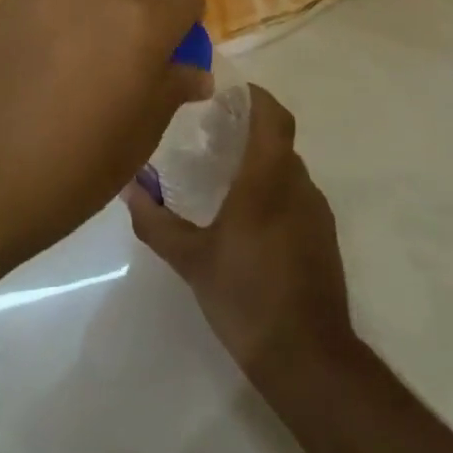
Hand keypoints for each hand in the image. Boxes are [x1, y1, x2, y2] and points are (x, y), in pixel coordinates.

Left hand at [0, 0, 209, 260]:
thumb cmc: (70, 170)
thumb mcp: (138, 138)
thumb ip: (170, 89)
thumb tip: (193, 69)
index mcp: (138, 19)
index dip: (187, 25)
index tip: (175, 56)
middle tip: (137, 38)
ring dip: (100, 2)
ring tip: (84, 55)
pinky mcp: (3, 6)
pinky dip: (58, 17)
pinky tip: (40, 64)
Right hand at [124, 86, 354, 381]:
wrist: (309, 359)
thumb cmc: (246, 297)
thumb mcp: (191, 259)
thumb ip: (156, 221)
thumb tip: (128, 187)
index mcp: (269, 179)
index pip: (272, 116)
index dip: (254, 96)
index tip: (227, 93)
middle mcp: (298, 186)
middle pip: (278, 140)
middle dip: (248, 130)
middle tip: (210, 135)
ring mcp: (316, 213)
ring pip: (288, 169)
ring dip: (261, 162)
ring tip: (223, 176)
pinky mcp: (323, 239)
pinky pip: (296, 196)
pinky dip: (274, 191)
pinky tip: (247, 219)